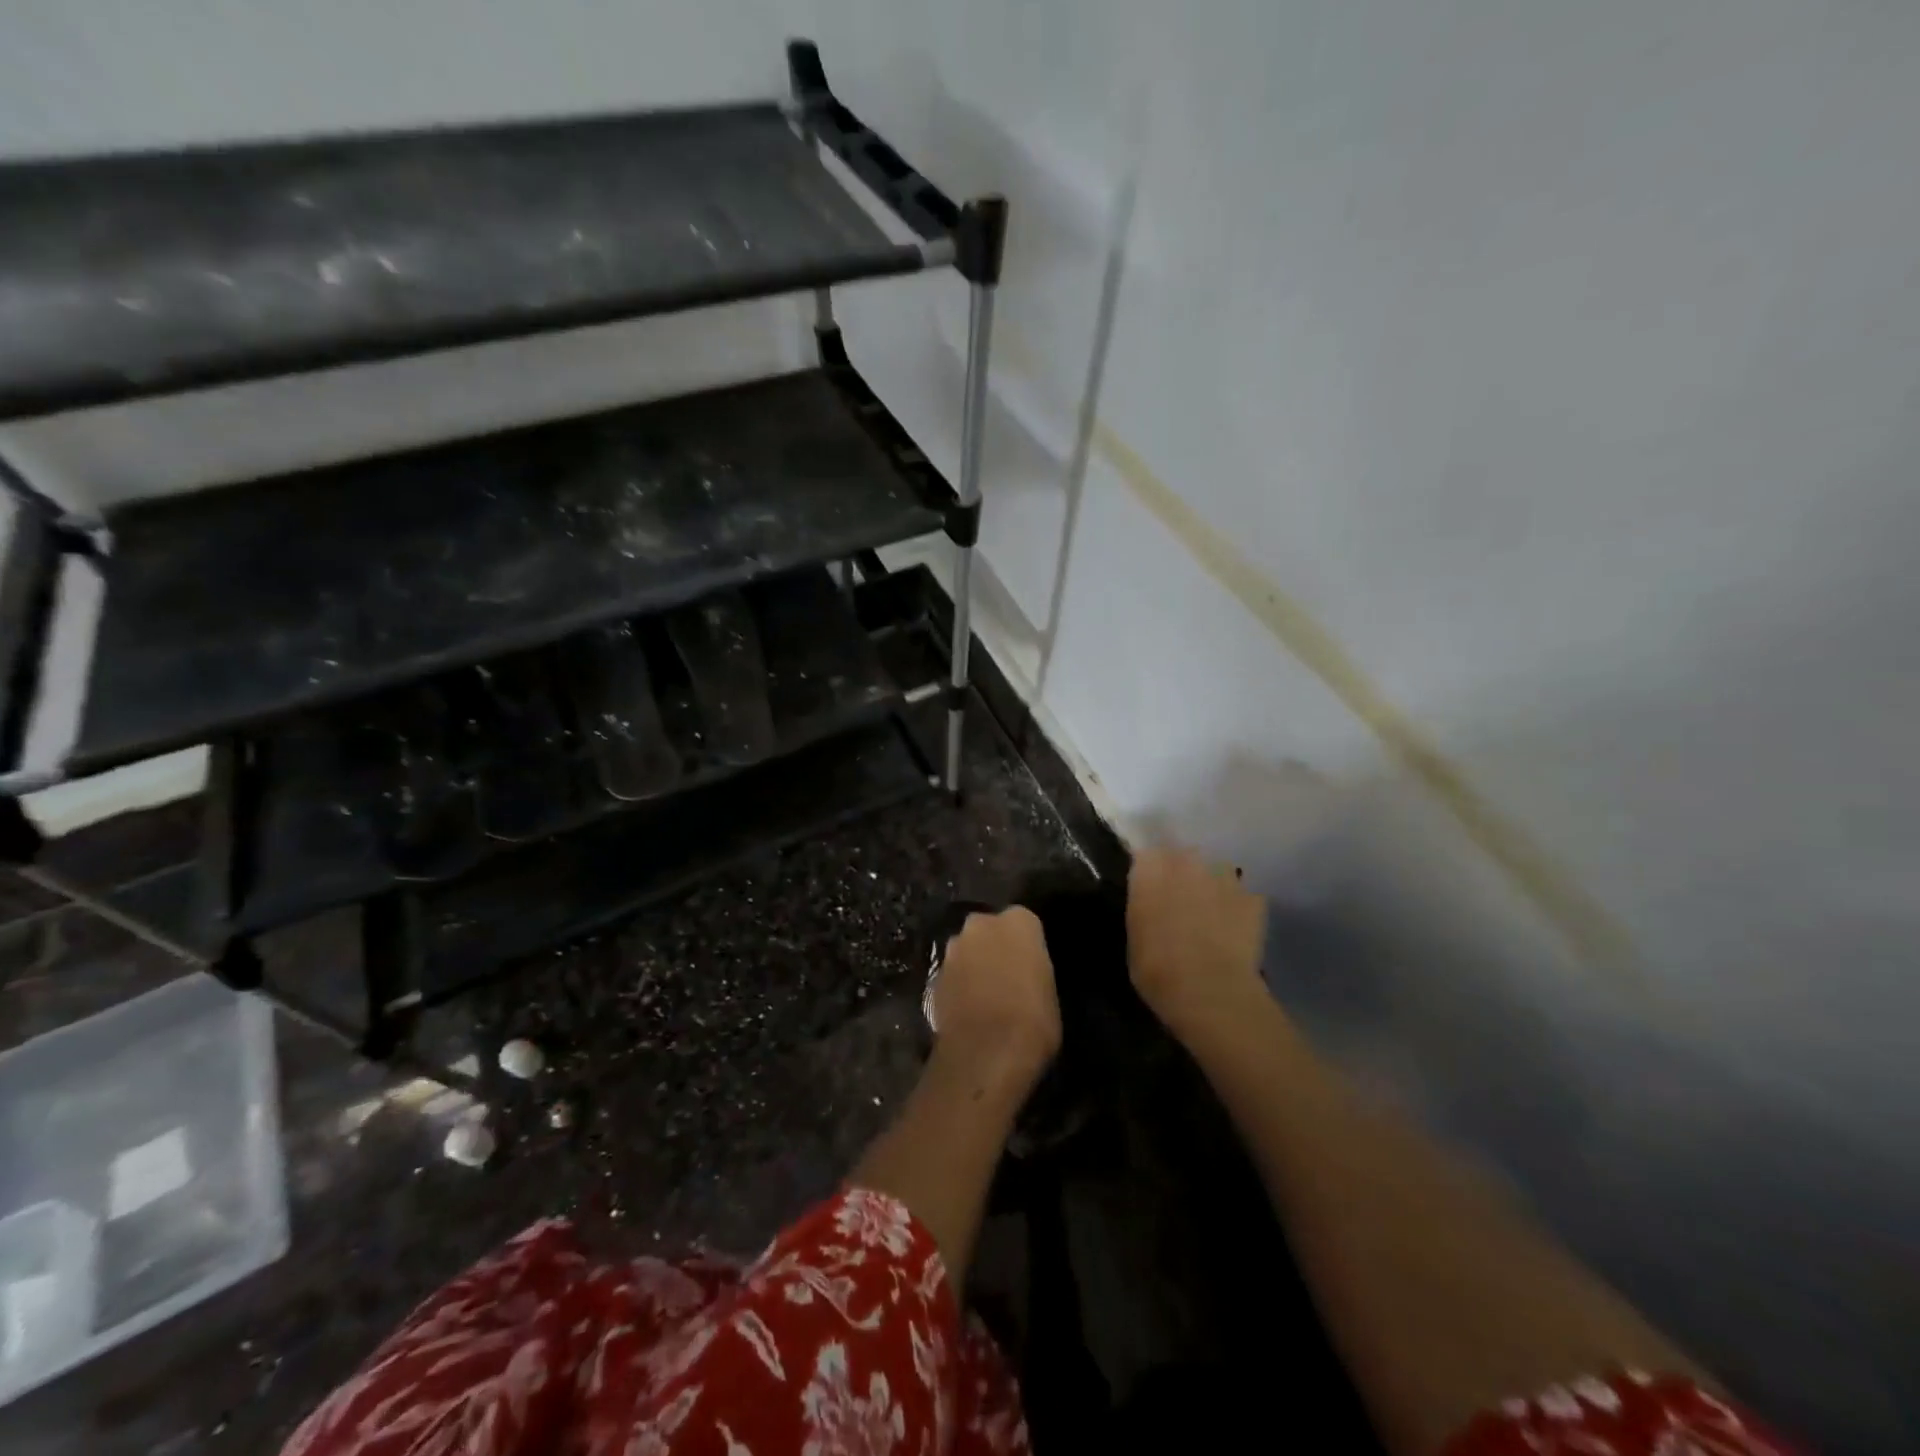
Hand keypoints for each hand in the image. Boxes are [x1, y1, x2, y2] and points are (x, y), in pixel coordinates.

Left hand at [931, 907, 1060, 1086]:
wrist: (985, 1053)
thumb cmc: (1032, 1020)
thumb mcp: (1049, 992)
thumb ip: (1033, 971)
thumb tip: (1024, 976)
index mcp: (1018, 922)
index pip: (1025, 923)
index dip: (1026, 945)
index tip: (1030, 965)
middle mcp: (981, 925)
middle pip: (989, 930)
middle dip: (994, 947)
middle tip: (1006, 976)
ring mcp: (953, 949)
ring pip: (966, 951)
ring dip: (973, 965)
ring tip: (985, 996)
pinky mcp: (934, 975)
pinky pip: (952, 975)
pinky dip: (958, 987)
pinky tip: (968, 1010)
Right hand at [1127, 846, 1269, 1041]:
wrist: (1209, 989)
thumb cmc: (1155, 967)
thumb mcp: (1134, 935)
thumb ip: (1144, 907)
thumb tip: (1151, 903)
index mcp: (1151, 868)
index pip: (1147, 856)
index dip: (1150, 873)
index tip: (1149, 891)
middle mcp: (1188, 862)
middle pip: (1185, 857)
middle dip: (1184, 874)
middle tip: (1180, 903)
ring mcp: (1225, 878)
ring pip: (1218, 873)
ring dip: (1213, 888)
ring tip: (1212, 916)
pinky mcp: (1254, 899)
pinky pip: (1244, 898)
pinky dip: (1240, 910)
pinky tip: (1236, 933)